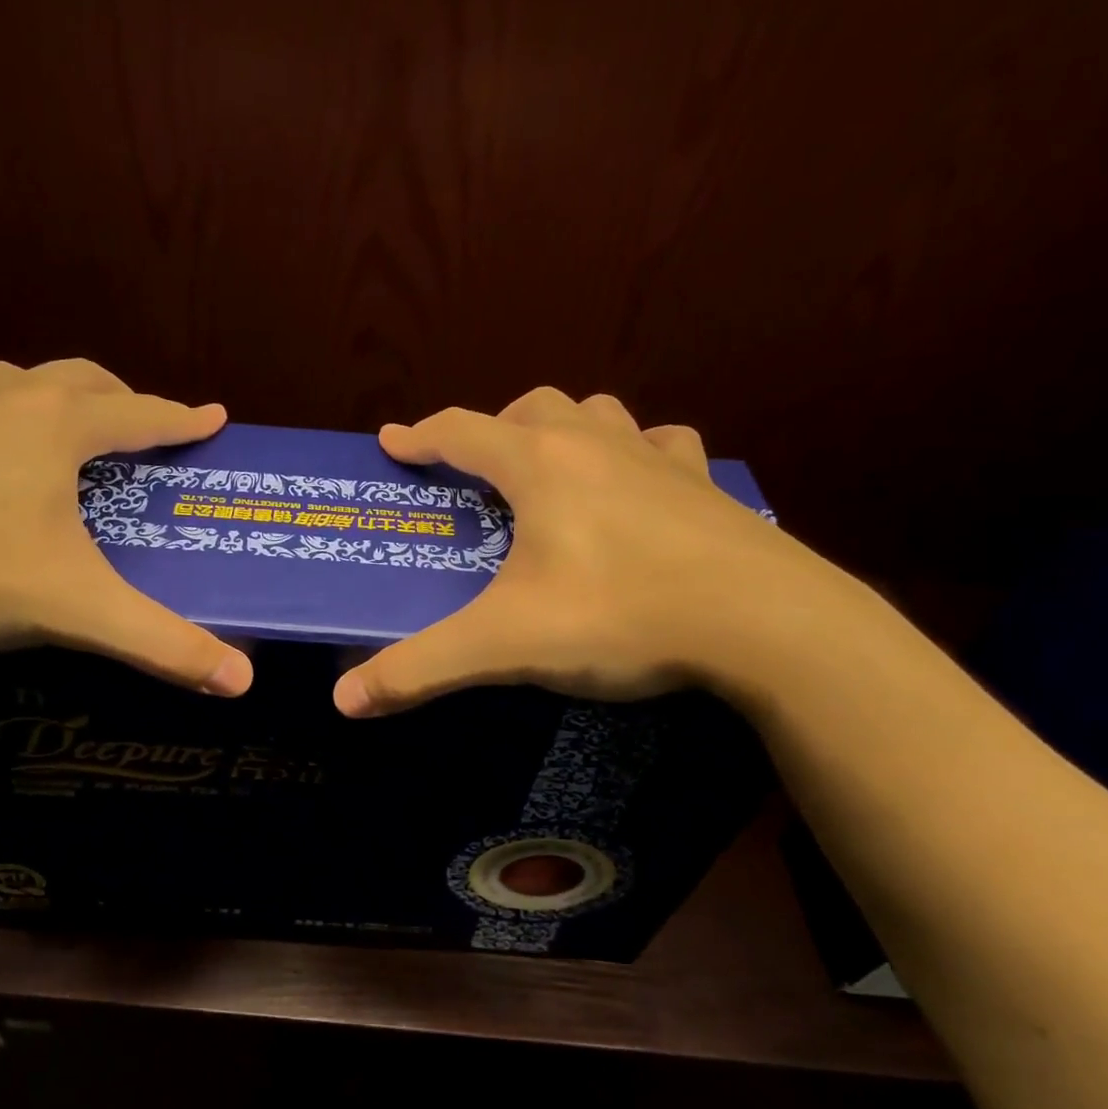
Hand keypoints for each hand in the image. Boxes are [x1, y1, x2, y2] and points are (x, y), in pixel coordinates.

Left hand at [0, 359, 253, 694]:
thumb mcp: (75, 609)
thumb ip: (162, 644)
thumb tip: (243, 682)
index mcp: (56, 427)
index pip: (140, 413)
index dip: (183, 418)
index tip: (214, 417)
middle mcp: (2, 400)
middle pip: (80, 379)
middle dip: (120, 399)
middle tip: (140, 430)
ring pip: (13, 382)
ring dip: (51, 399)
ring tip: (62, 437)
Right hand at [332, 387, 871, 717]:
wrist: (763, 623)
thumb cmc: (620, 615)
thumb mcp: (506, 645)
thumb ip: (422, 668)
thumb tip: (344, 699)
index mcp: (539, 467)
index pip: (461, 431)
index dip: (420, 435)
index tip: (392, 442)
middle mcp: (595, 444)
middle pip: (531, 408)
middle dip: (494, 430)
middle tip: (477, 471)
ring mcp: (657, 459)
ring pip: (598, 413)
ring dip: (564, 429)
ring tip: (551, 469)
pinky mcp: (704, 486)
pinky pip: (663, 445)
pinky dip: (638, 452)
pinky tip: (639, 483)